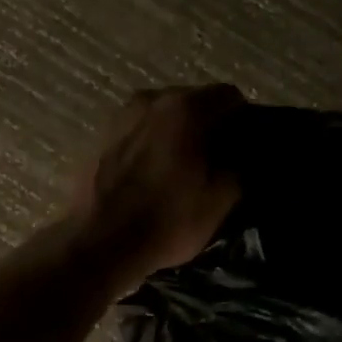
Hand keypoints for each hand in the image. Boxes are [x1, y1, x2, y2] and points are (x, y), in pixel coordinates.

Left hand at [69, 85, 243, 291]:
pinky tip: (152, 174)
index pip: (230, 96)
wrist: (96, 244)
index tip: (245, 148)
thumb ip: (239, 168)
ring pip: (163, 115)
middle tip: (217, 160)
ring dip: (177, 133)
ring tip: (182, 168)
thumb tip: (243, 156)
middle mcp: (152, 99)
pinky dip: (151, 143)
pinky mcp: (100, 136)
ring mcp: (121, 115)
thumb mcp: (219, 202)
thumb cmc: (165, 222)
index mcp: (186, 108)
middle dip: (209, 124)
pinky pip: (139, 131)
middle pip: (193, 101)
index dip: (243, 121)